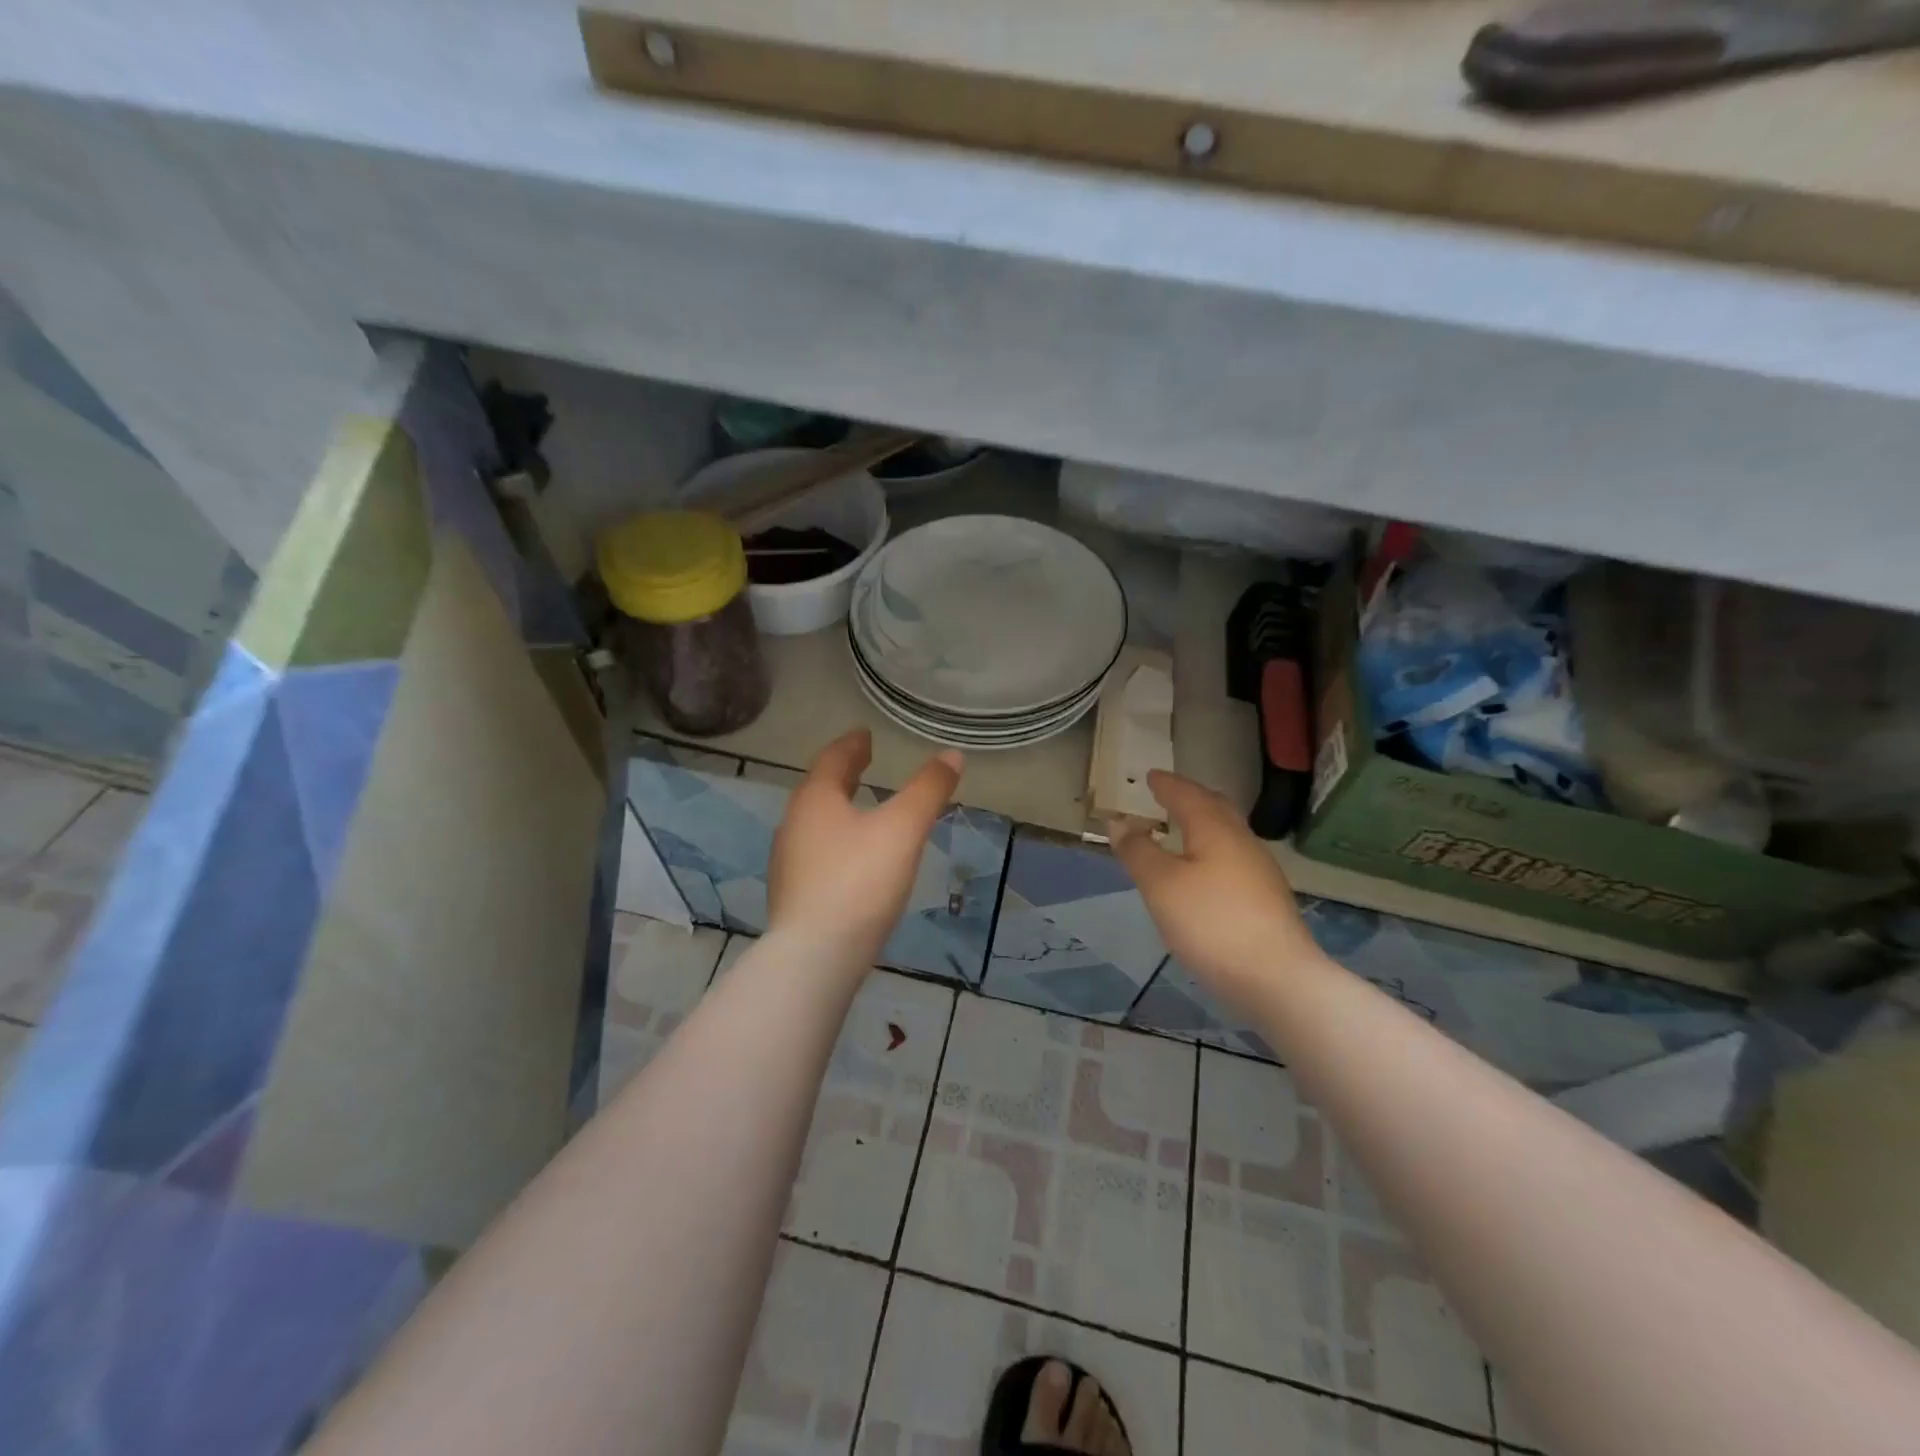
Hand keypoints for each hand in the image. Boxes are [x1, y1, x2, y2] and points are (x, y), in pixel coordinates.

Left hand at [766, 728, 962, 972]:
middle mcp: (794, 824)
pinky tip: (851, 858)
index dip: (852, 745)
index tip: (864, 736)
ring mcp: (788, 862)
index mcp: (815, 799)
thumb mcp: (903, 829)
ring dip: (837, 808)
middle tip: (864, 763)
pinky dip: (835, 840)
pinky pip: (815, 852)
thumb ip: (928, 790)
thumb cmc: (860, 881)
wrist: (816, 956)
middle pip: (819, 788)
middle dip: (843, 774)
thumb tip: (952, 755)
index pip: (832, 759)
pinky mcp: (792, 895)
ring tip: (861, 807)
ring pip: (815, 822)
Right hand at [1111, 771, 1324, 1014]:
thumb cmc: (1211, 923)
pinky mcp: (1266, 899)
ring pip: (1227, 833)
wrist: (1277, 979)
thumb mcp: (1161, 885)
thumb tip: (1119, 823)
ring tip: (1181, 829)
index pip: (1187, 795)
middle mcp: (1242, 841)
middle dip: (1190, 798)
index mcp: (1215, 829)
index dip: (1167, 785)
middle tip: (1168, 795)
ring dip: (1203, 823)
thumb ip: (1138, 851)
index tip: (1151, 776)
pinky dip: (1211, 849)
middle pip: (1216, 808)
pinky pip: (1232, 857)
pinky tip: (1203, 871)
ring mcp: (1259, 871)